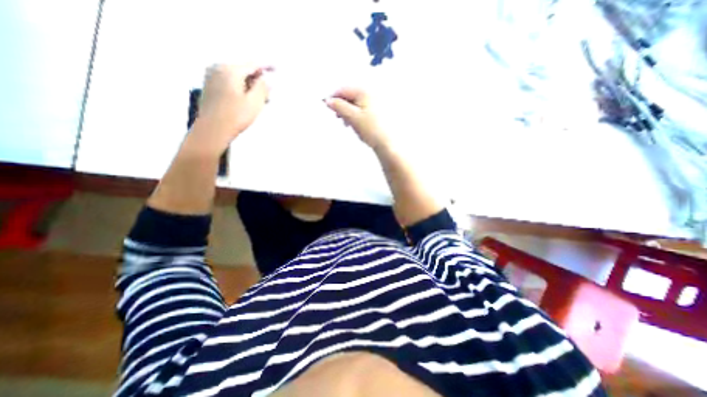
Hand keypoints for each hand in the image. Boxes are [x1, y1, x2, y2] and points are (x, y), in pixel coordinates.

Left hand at [195, 63, 271, 147]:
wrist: (213, 129)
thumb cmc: (235, 116)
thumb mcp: (255, 102)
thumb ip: (263, 88)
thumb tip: (267, 80)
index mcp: (230, 70)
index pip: (253, 64)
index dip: (266, 66)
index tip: (276, 68)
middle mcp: (218, 69)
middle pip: (244, 70)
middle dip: (257, 80)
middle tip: (268, 92)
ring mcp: (211, 77)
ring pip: (237, 77)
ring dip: (249, 86)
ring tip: (259, 99)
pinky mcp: (209, 87)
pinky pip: (229, 82)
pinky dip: (240, 88)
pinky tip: (246, 100)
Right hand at [328, 87, 391, 150]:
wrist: (387, 143)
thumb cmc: (372, 130)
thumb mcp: (352, 117)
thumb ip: (339, 107)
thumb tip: (329, 101)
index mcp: (365, 92)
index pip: (343, 90)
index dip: (333, 98)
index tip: (327, 106)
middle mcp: (372, 93)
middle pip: (350, 95)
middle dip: (341, 105)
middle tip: (337, 116)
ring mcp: (376, 102)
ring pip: (356, 103)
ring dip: (348, 111)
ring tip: (346, 122)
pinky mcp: (378, 111)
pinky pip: (363, 108)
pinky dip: (356, 114)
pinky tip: (355, 123)